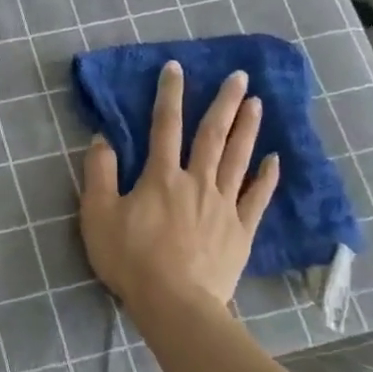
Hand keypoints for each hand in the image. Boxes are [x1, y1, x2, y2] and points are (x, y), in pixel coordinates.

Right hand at [79, 61, 279, 309]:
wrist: (174, 303)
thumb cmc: (130, 259)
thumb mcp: (98, 215)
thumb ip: (99, 174)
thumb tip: (102, 139)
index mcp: (161, 177)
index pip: (164, 126)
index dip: (169, 95)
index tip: (177, 68)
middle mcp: (196, 182)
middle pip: (212, 135)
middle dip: (224, 102)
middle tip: (240, 76)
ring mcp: (223, 206)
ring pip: (237, 159)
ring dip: (247, 128)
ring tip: (258, 103)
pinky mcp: (240, 231)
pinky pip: (256, 198)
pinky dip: (265, 177)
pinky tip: (273, 159)